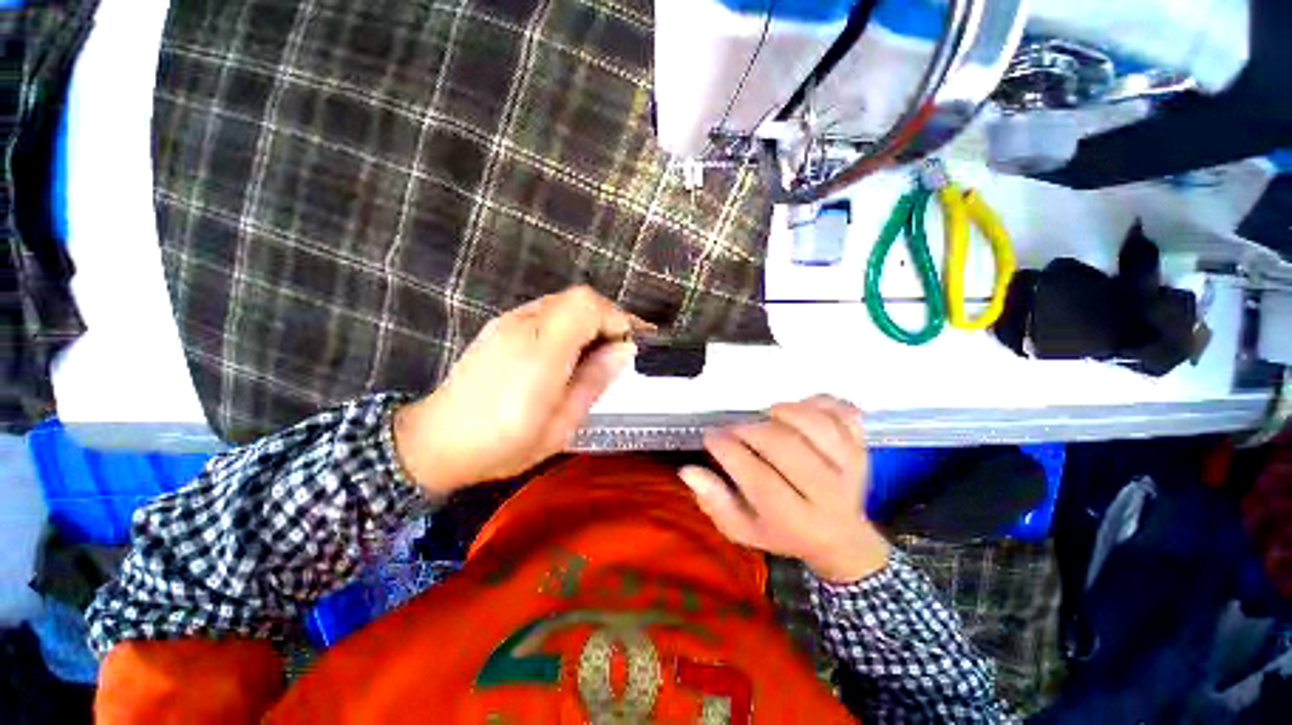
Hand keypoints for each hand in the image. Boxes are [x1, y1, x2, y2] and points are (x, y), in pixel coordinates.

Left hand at [394, 286, 639, 495]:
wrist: (436, 440)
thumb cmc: (503, 443)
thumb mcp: (561, 425)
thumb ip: (594, 381)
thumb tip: (624, 351)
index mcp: (541, 352)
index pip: (587, 306)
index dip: (617, 318)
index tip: (629, 345)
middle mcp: (523, 325)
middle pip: (578, 297)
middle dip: (607, 318)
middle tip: (617, 350)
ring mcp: (508, 322)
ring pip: (563, 302)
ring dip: (588, 320)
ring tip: (595, 353)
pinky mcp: (499, 326)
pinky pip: (546, 311)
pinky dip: (568, 323)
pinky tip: (567, 352)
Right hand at [678, 395, 890, 582]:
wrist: (843, 539)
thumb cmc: (783, 532)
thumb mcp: (744, 529)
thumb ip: (715, 502)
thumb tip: (688, 470)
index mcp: (795, 521)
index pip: (758, 479)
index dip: (728, 450)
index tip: (711, 437)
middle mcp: (828, 495)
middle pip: (786, 448)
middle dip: (750, 430)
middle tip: (735, 429)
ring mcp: (851, 468)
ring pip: (817, 426)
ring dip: (786, 412)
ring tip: (768, 416)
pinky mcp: (862, 449)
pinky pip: (844, 414)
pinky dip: (820, 402)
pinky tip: (801, 407)